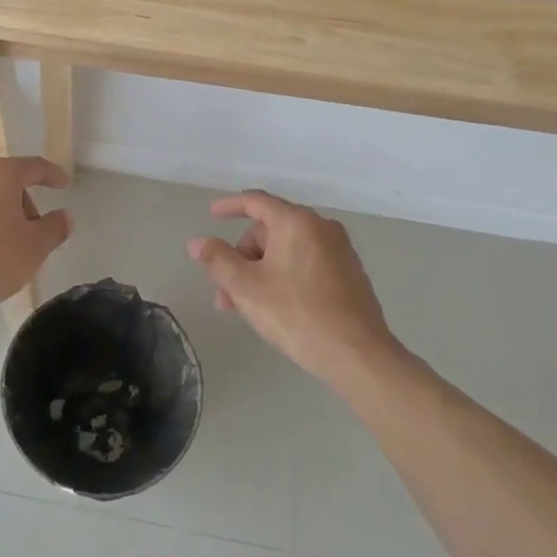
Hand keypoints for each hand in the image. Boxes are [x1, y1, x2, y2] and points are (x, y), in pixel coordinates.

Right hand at [188, 190, 403, 388]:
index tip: (212, 214)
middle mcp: (321, 227)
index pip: (256, 201)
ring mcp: (340, 251)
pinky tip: (276, 307)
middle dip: (243, 257)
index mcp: (296, 222)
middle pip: (269, 230)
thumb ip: (217, 260)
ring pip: (286, 251)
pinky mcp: (350, 274)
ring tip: (245, 307)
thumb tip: (198, 242)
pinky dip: (284, 276)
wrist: (358, 355)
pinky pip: (306, 263)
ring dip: (260, 272)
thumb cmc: (296, 314)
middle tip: (226, 291)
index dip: (229, 206)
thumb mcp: (246, 287)